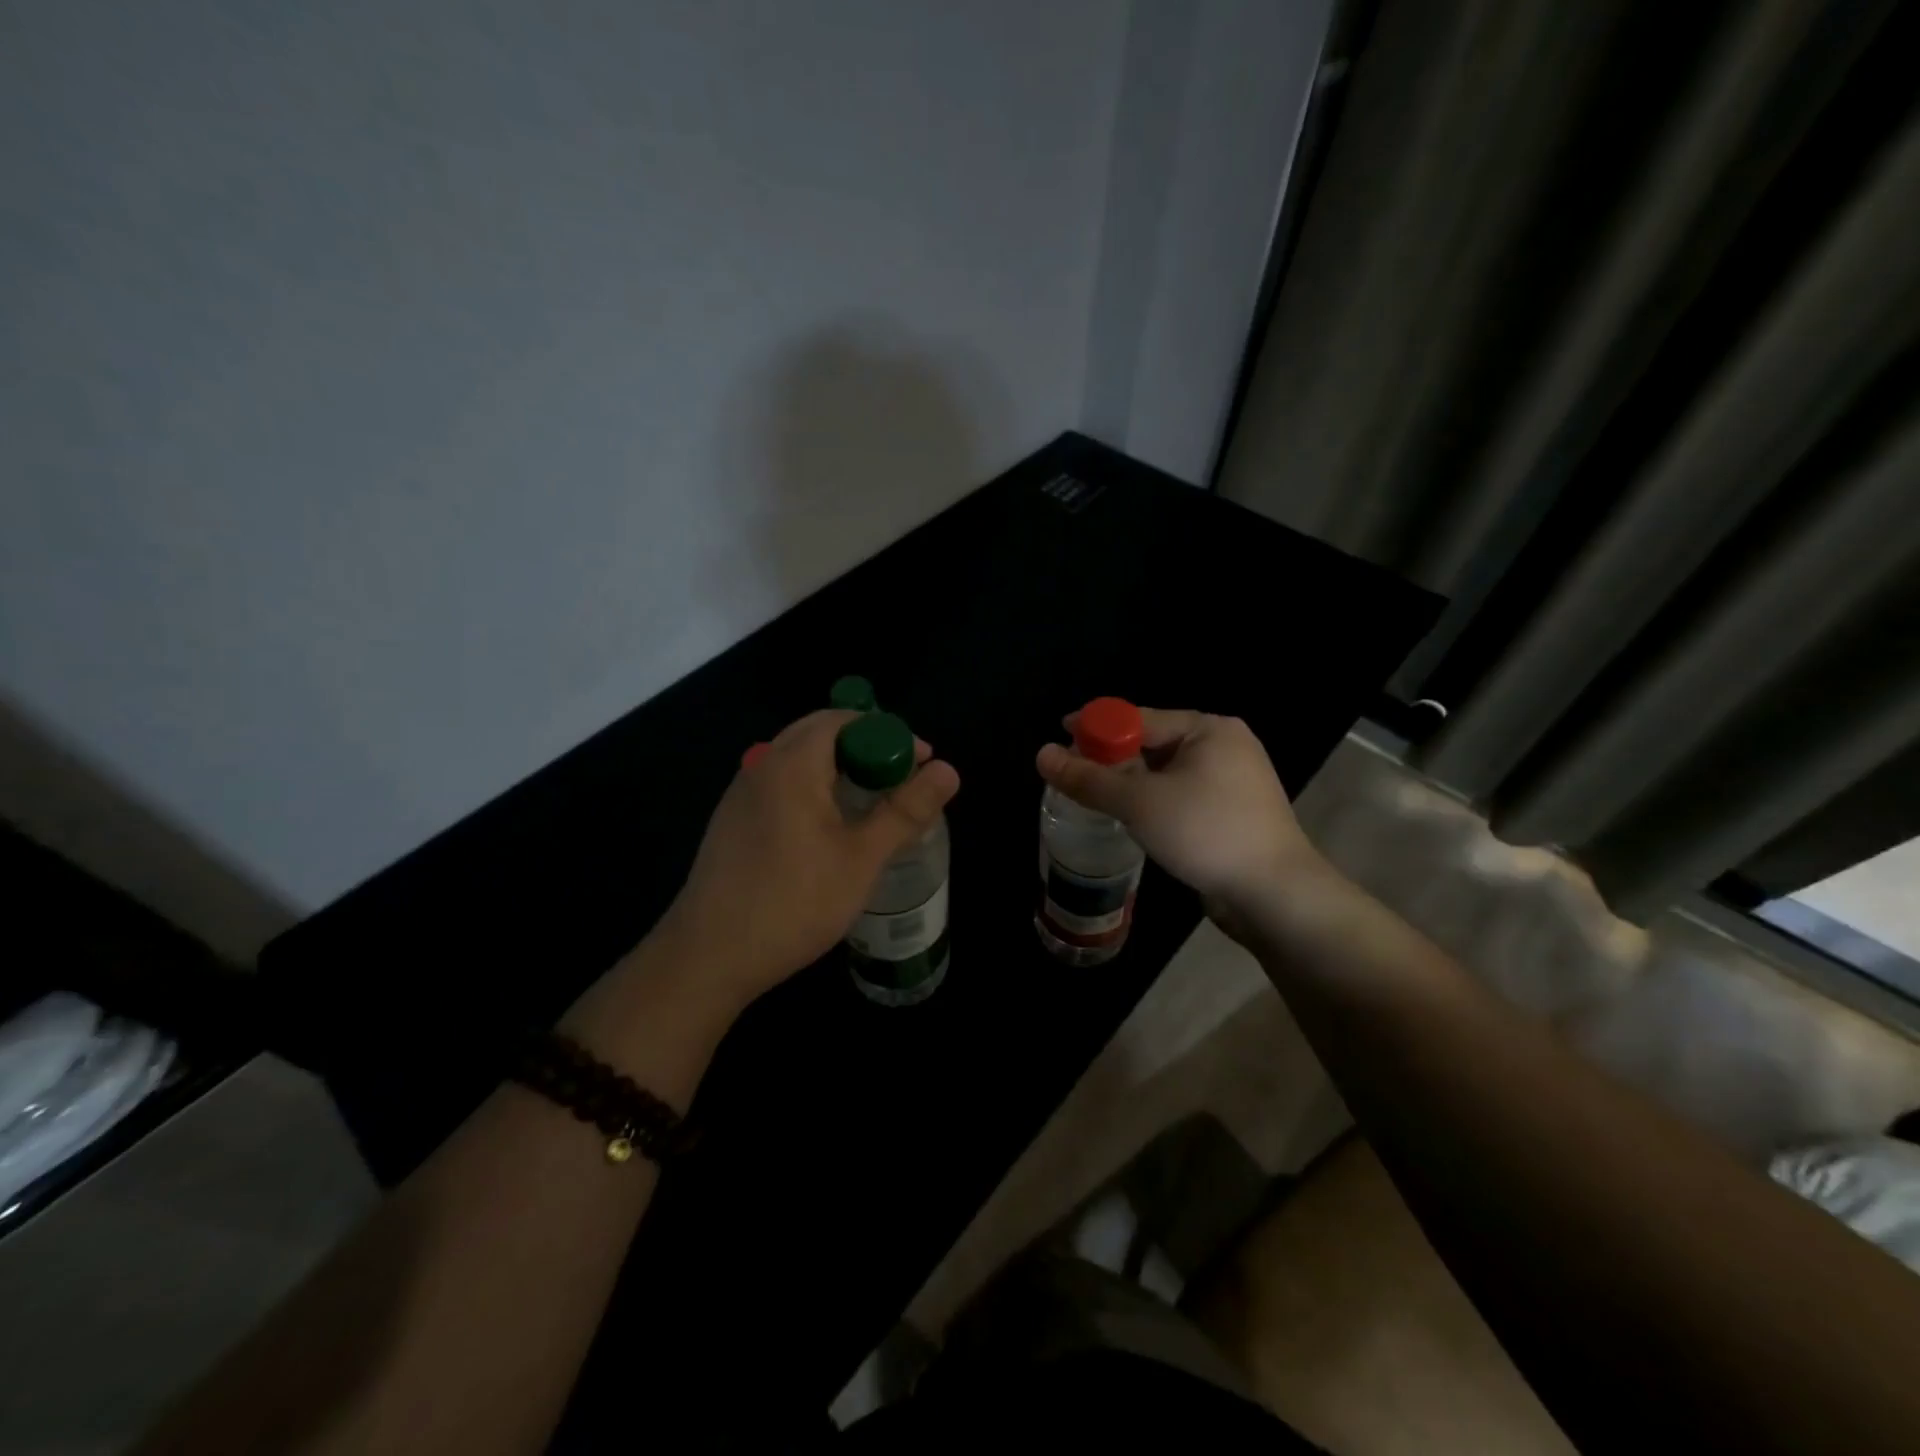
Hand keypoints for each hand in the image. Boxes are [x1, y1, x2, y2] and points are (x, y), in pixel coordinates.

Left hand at [659, 709, 959, 1009]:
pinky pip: (781, 784)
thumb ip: (905, 810)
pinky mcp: (733, 821)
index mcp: (793, 764)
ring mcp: (742, 794)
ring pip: (798, 759)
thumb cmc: (793, 902)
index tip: (921, 762)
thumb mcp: (861, 858)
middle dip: (865, 747)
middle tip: (901, 780)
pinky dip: (814, 787)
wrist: (708, 957)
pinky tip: (830, 827)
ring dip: (839, 768)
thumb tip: (948, 770)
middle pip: (820, 733)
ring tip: (873, 801)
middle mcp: (763, 766)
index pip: (845, 719)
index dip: (888, 733)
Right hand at [1035, 709, 1322, 932]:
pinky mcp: (1232, 812)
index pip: (1138, 718)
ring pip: (1165, 773)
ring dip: (1130, 784)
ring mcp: (1232, 781)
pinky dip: (1153, 802)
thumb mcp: (1139, 802)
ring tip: (1095, 800)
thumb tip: (1041, 754)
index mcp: (1208, 729)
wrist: (1274, 895)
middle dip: (1111, 758)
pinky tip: (1133, 819)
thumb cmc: (1206, 833)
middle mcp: (1223, 746)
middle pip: (1151, 743)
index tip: (1058, 737)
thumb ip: (1088, 779)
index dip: (1095, 727)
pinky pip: (1180, 795)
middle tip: (1073, 776)